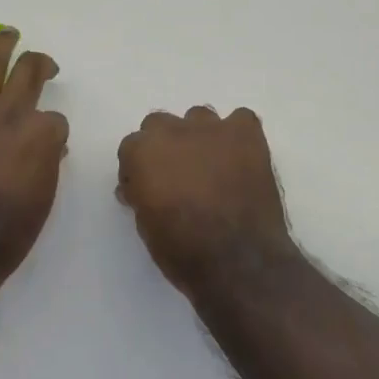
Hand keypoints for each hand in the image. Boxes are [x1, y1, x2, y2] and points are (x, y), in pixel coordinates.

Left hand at [0, 21, 68, 284]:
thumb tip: (50, 146)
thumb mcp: (44, 197)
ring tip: (8, 32)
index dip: (51, 130)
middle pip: (31, 72)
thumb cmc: (7, 231)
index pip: (55, 119)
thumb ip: (48, 163)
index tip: (46, 144)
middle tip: (41, 64)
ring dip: (1, 42)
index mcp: (41, 134)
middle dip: (40, 64)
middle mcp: (12, 112)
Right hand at [116, 107, 295, 293]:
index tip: (148, 189)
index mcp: (142, 152)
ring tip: (212, 167)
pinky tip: (241, 158)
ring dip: (199, 138)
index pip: (132, 147)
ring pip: (199, 117)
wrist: (239, 261)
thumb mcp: (146, 226)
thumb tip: (139, 186)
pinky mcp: (246, 134)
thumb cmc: (184, 250)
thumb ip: (140, 194)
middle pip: (160, 124)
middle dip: (165, 147)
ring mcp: (212, 128)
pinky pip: (240, 119)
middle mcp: (173, 131)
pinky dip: (238, 135)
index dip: (139, 169)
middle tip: (178, 177)